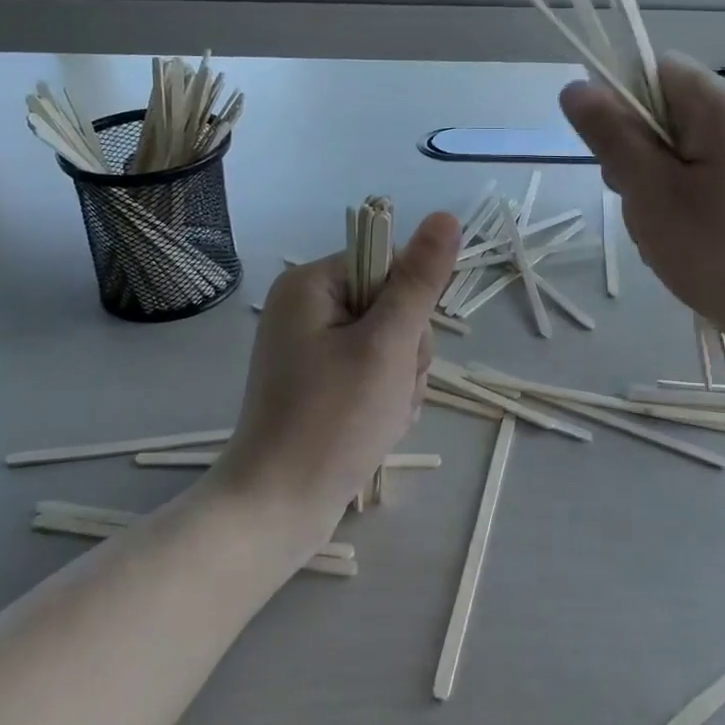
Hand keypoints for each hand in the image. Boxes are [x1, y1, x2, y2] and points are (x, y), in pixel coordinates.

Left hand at [209, 211, 459, 549]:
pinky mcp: (319, 382)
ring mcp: (311, 347)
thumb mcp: (387, 344)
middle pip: (391, 305)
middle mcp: (306, 308)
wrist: (278, 508)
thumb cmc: (333, 420)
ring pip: (389, 343)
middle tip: (389, 390)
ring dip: (401, 379)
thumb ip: (419, 280)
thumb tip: (446, 217)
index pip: (387, 262)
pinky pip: (373, 372)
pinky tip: (376, 427)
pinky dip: (385, 398)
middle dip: (406, 351)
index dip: (410, 304)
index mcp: (311, 284)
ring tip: (382, 415)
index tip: (401, 347)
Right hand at [560, 56, 724, 381]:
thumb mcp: (650, 189)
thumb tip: (576, 87)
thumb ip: (611, 135)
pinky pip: (690, 187)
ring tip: (656, 231)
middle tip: (634, 198)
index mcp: (718, 109)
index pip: (655, 70)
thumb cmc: (718, 248)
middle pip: (660, 115)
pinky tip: (673, 246)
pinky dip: (670, 210)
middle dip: (631, 153)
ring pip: (669, 157)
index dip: (618, 98)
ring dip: (647, 189)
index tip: (606, 147)